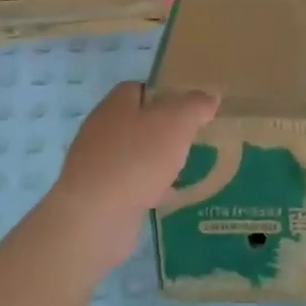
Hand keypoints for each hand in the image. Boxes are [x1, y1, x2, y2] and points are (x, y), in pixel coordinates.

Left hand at [39, 81, 219, 279]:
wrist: (96, 217)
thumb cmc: (137, 158)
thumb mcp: (177, 122)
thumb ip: (195, 105)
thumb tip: (209, 96)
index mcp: (116, 103)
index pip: (141, 88)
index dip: (167, 94)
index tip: (191, 108)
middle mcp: (102, 129)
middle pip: (139, 121)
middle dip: (165, 130)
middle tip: (193, 138)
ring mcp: (97, 163)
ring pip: (135, 154)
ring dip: (157, 160)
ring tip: (186, 167)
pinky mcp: (99, 195)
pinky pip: (130, 183)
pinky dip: (149, 187)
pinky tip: (169, 197)